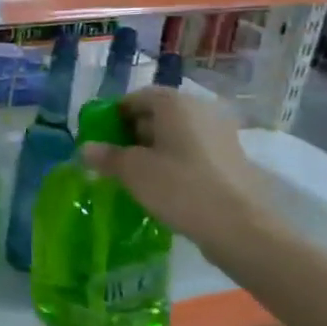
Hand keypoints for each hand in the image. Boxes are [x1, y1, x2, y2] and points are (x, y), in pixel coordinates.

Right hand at [78, 88, 279, 249]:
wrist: (240, 227)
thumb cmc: (179, 187)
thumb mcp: (132, 171)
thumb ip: (106, 156)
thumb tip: (86, 149)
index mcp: (175, 103)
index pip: (136, 98)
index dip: (114, 116)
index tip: (100, 139)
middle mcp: (201, 110)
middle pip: (157, 114)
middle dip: (133, 133)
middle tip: (115, 159)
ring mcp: (221, 134)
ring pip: (176, 134)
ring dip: (154, 149)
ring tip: (137, 176)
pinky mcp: (232, 158)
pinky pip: (193, 151)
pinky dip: (175, 161)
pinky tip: (165, 186)